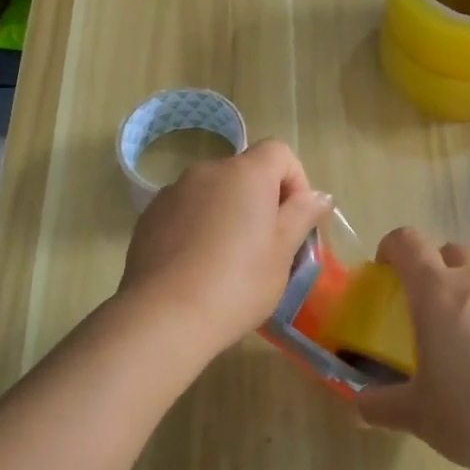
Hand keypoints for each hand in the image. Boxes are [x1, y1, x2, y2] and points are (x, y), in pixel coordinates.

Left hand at [120, 138, 332, 359]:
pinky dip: (198, 227)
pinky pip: (186, 211)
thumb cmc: (238, 283)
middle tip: (266, 246)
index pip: (279, 153)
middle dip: (261, 200)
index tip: (296, 220)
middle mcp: (207, 171)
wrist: (165, 316)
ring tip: (227, 260)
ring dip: (227, 213)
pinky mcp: (150, 217)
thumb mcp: (282, 252)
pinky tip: (197, 266)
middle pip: (245, 172)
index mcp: (246, 173)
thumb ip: (302, 215)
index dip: (295, 180)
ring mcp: (173, 192)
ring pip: (213, 193)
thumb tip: (319, 196)